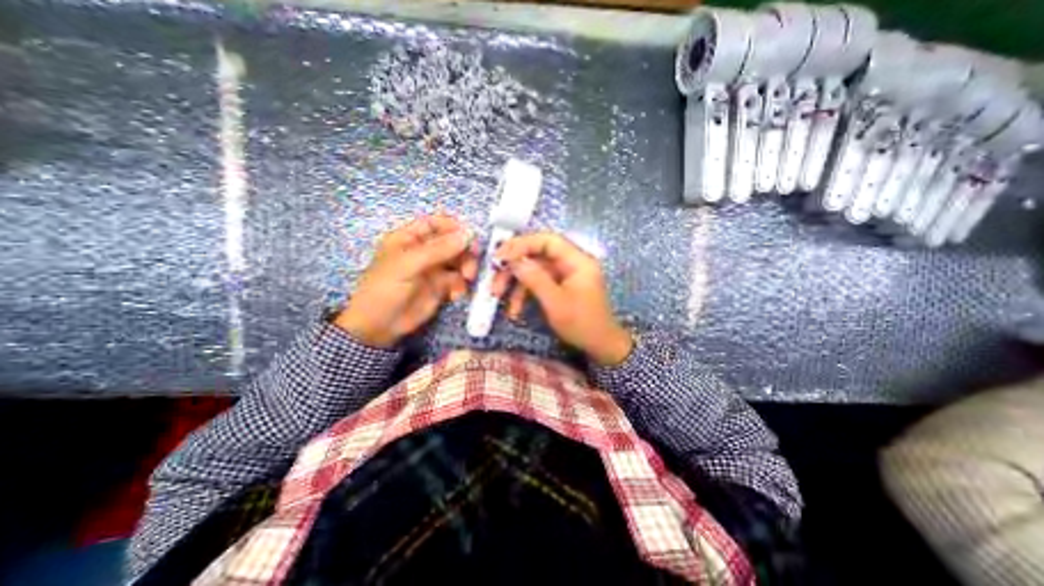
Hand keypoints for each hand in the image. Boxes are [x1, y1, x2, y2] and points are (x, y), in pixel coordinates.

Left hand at [335, 216, 475, 347]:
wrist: (379, 327)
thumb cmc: (385, 289)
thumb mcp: (408, 265)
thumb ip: (439, 249)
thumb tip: (468, 234)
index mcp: (409, 239)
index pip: (435, 223)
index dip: (453, 227)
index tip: (470, 236)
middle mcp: (424, 251)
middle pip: (452, 242)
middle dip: (465, 250)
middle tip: (472, 261)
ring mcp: (434, 269)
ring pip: (459, 261)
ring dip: (467, 268)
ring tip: (466, 279)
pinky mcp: (441, 287)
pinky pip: (458, 280)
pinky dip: (462, 285)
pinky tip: (455, 295)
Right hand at [495, 233, 631, 365]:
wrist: (601, 346)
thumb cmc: (582, 324)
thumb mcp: (555, 302)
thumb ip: (534, 278)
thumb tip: (513, 260)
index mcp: (577, 261)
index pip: (547, 241)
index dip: (522, 244)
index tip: (500, 256)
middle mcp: (571, 263)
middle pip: (537, 256)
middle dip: (514, 268)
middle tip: (495, 280)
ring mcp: (565, 275)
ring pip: (534, 270)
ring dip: (516, 284)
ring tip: (498, 298)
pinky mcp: (560, 287)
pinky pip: (539, 283)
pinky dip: (525, 294)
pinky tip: (514, 310)